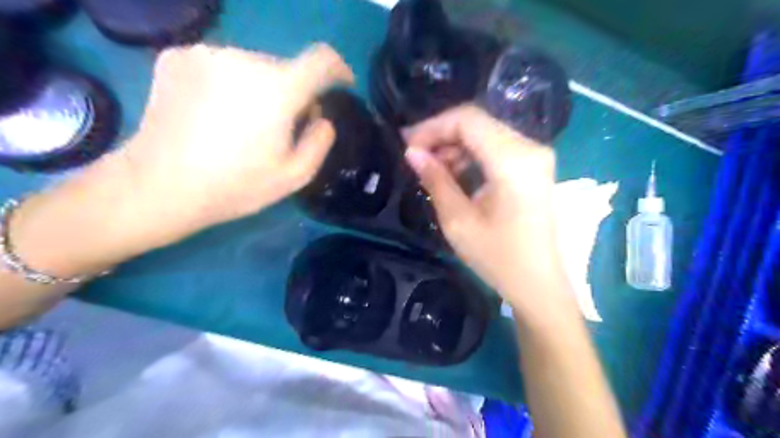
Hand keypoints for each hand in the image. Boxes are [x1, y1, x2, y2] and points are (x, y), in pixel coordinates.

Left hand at [113, 45, 353, 248]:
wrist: (160, 185)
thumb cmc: (235, 185)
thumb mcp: (295, 176)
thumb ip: (320, 141)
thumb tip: (321, 117)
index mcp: (278, 89)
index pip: (321, 59)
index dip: (338, 68)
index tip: (341, 83)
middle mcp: (244, 59)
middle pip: (285, 68)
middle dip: (292, 93)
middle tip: (281, 127)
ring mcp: (206, 53)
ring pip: (252, 66)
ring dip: (260, 88)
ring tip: (243, 123)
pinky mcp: (177, 55)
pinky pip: (221, 65)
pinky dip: (229, 83)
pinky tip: (214, 113)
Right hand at [401, 105, 566, 312]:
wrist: (538, 283)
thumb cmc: (498, 258)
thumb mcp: (458, 221)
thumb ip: (435, 180)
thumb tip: (412, 153)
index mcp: (512, 160)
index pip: (468, 120)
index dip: (432, 127)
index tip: (407, 144)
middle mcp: (530, 148)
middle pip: (478, 123)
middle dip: (442, 135)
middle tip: (416, 156)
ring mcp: (536, 156)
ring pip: (487, 133)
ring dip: (456, 145)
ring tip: (433, 168)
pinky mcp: (534, 166)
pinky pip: (497, 147)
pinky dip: (472, 154)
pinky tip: (456, 172)